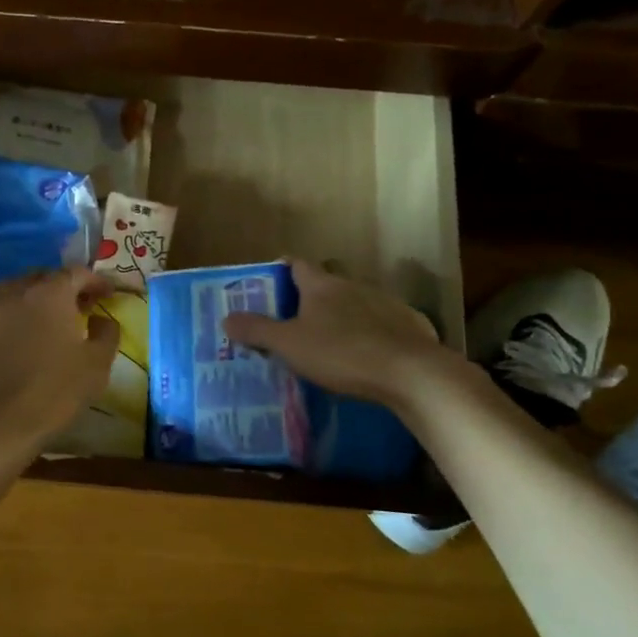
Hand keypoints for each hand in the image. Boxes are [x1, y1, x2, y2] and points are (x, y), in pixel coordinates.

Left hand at [0, 269, 120, 449]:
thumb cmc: (55, 390)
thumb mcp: (97, 364)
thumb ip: (106, 334)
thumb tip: (102, 320)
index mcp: (49, 294)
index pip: (76, 273)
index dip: (95, 280)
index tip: (108, 293)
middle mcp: (16, 294)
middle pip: (42, 277)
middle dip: (64, 286)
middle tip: (80, 305)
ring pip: (14, 293)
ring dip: (34, 299)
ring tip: (48, 320)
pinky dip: (13, 321)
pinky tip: (21, 343)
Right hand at [223, 258, 446, 410]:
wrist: (411, 373)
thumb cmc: (341, 353)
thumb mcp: (289, 345)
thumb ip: (257, 330)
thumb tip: (226, 317)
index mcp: (321, 285)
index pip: (296, 264)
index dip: (281, 270)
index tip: (269, 283)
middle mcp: (352, 285)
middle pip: (327, 282)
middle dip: (311, 296)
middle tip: (295, 319)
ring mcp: (385, 302)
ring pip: (356, 302)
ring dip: (343, 315)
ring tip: (331, 342)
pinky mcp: (409, 324)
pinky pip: (383, 323)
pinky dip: (372, 333)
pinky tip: (368, 356)